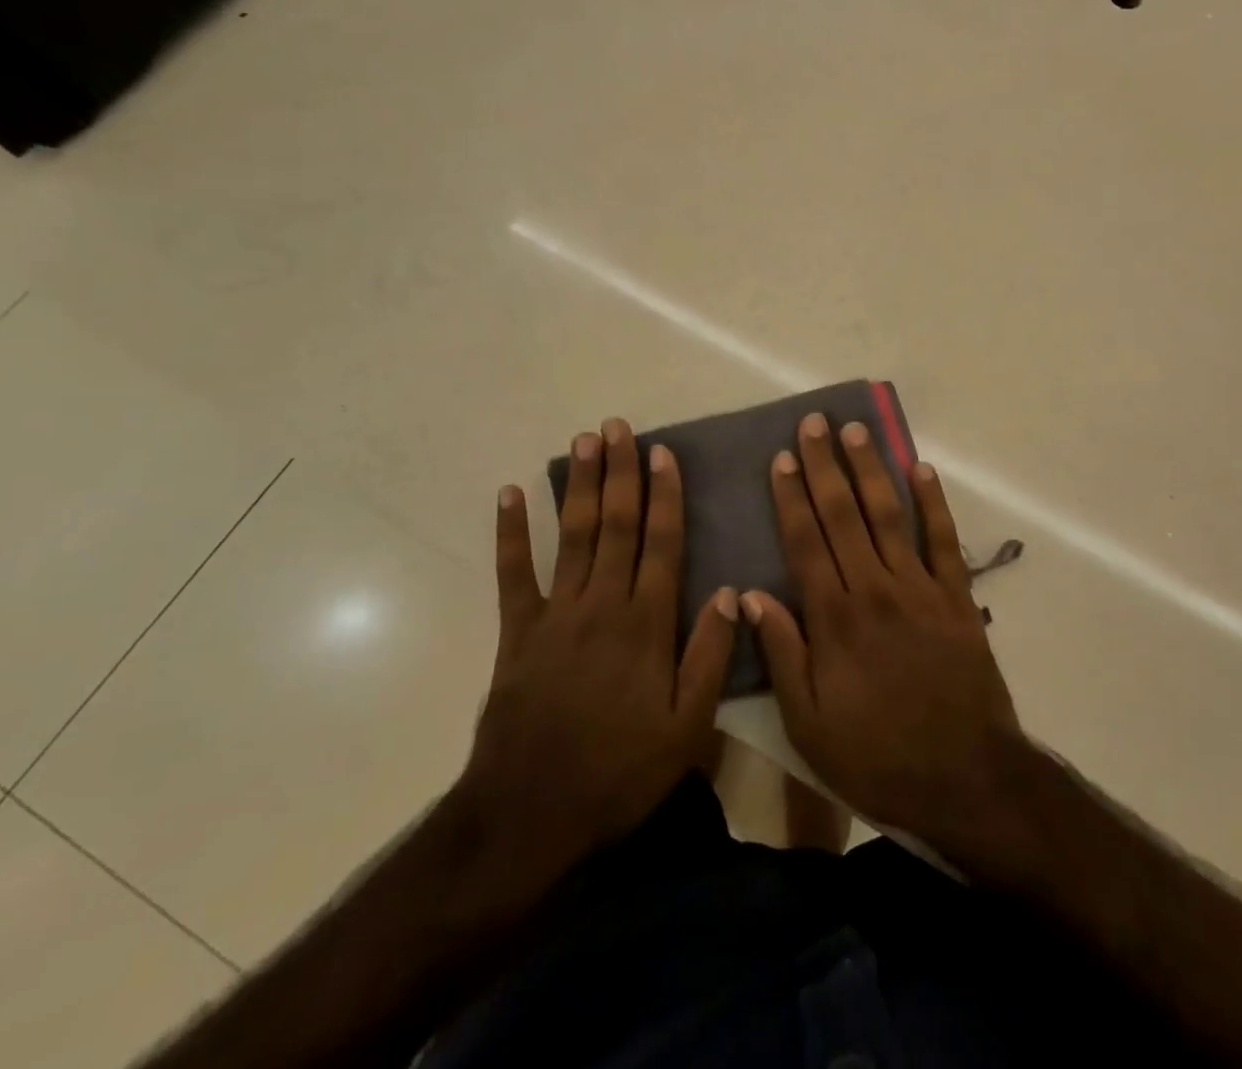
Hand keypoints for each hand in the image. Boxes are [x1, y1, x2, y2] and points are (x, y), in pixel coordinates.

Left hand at [456, 418, 737, 902]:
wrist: (531, 814)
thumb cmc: (619, 771)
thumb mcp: (687, 728)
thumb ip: (710, 656)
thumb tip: (732, 592)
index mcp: (646, 624)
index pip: (661, 543)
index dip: (664, 495)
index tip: (663, 453)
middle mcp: (602, 605)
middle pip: (616, 526)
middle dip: (620, 472)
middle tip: (618, 426)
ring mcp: (555, 615)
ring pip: (573, 536)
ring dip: (579, 485)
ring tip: (584, 441)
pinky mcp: (517, 633)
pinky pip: (513, 574)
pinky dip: (511, 533)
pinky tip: (509, 495)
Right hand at [741, 414, 1023, 850]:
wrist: (966, 780)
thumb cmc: (877, 756)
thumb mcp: (809, 724)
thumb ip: (781, 653)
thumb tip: (749, 594)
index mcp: (835, 618)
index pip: (806, 541)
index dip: (791, 497)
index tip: (781, 458)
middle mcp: (875, 589)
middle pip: (844, 515)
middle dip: (825, 466)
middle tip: (814, 422)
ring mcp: (920, 589)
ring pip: (889, 516)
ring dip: (871, 469)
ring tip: (856, 430)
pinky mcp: (957, 599)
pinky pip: (944, 541)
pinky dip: (933, 503)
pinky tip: (921, 469)